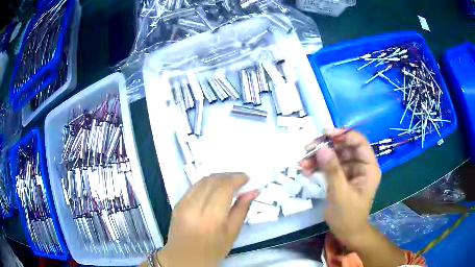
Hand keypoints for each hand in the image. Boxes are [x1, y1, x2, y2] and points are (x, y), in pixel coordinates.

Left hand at [155, 173, 259, 266]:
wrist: (183, 258)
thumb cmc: (212, 251)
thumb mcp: (232, 234)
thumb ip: (242, 210)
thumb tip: (253, 191)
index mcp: (211, 218)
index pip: (224, 187)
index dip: (237, 178)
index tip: (247, 178)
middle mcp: (195, 207)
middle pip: (213, 180)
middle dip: (229, 176)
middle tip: (241, 180)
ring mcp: (183, 203)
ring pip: (203, 180)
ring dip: (218, 177)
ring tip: (229, 182)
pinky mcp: (178, 203)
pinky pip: (194, 186)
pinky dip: (207, 183)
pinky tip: (215, 188)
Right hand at [299, 129, 380, 247]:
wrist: (346, 233)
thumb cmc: (348, 216)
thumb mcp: (340, 193)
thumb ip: (332, 170)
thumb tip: (322, 148)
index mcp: (368, 167)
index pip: (359, 142)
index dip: (344, 135)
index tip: (325, 134)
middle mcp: (361, 166)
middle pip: (344, 147)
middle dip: (326, 147)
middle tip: (308, 148)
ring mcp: (350, 171)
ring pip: (335, 156)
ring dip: (318, 157)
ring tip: (302, 162)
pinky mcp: (341, 177)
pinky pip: (329, 166)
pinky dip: (318, 166)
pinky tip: (306, 169)